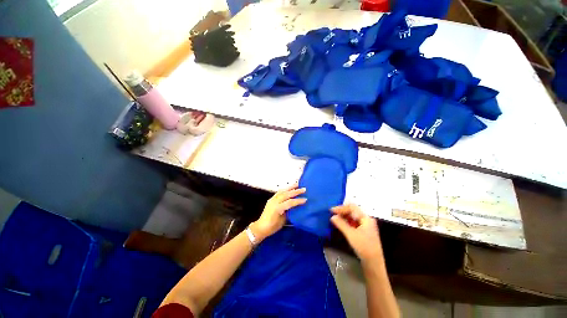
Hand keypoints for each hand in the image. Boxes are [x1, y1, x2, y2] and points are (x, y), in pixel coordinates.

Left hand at [250, 184, 306, 241]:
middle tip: (303, 189)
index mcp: (277, 208)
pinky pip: (279, 192)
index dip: (298, 201)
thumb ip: (288, 212)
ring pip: (282, 191)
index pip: (290, 202)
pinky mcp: (271, 199)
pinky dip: (285, 189)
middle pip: (286, 194)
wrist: (261, 227)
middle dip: (295, 191)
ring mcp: (272, 199)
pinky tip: (289, 188)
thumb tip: (295, 207)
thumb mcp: (283, 221)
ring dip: (290, 187)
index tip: (305, 199)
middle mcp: (274, 201)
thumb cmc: (273, 227)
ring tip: (297, 184)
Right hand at [330, 204, 383, 262]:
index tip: (331, 211)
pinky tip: (340, 225)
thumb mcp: (351, 234)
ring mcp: (365, 226)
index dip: (341, 208)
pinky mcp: (363, 232)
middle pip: (352, 211)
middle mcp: (366, 220)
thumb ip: (341, 224)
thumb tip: (332, 216)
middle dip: (342, 212)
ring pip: (352, 217)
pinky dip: (346, 222)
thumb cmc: (364, 247)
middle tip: (332, 214)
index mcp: (366, 218)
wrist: (374, 263)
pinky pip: (353, 223)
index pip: (352, 207)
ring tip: (334, 219)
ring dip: (343, 217)